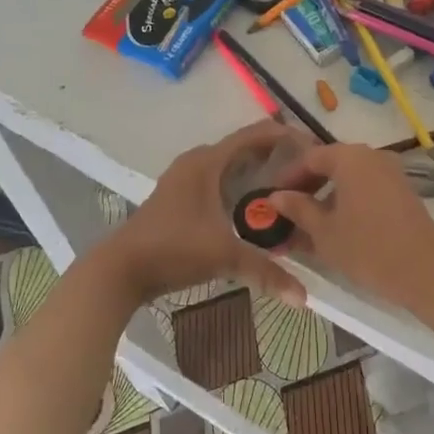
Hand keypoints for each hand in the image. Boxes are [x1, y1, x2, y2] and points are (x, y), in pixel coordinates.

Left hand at [102, 121, 308, 306]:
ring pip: (229, 165)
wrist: (120, 269)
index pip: (254, 135)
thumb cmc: (173, 249)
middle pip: (243, 148)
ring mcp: (184, 179)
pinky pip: (218, 179)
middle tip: (307, 170)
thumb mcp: (224, 257)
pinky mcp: (178, 196)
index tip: (314, 147)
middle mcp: (196, 162)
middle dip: (275, 154)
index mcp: (208, 162)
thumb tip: (303, 298)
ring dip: (256, 170)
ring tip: (288, 186)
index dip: (285, 135)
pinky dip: (239, 184)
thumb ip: (266, 272)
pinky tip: (254, 206)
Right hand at [267, 143, 433, 308]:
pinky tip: (337, 225)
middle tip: (287, 210)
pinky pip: (367, 187)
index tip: (271, 197)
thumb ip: (298, 209)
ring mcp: (391, 172)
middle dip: (307, 185)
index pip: (309, 157)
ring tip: (309, 222)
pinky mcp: (403, 191)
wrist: (425, 271)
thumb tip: (276, 196)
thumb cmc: (367, 248)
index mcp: (349, 157)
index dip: (288, 176)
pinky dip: (348, 200)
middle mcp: (372, 156)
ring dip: (327, 195)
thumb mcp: (323, 231)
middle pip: (331, 163)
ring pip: (349, 177)